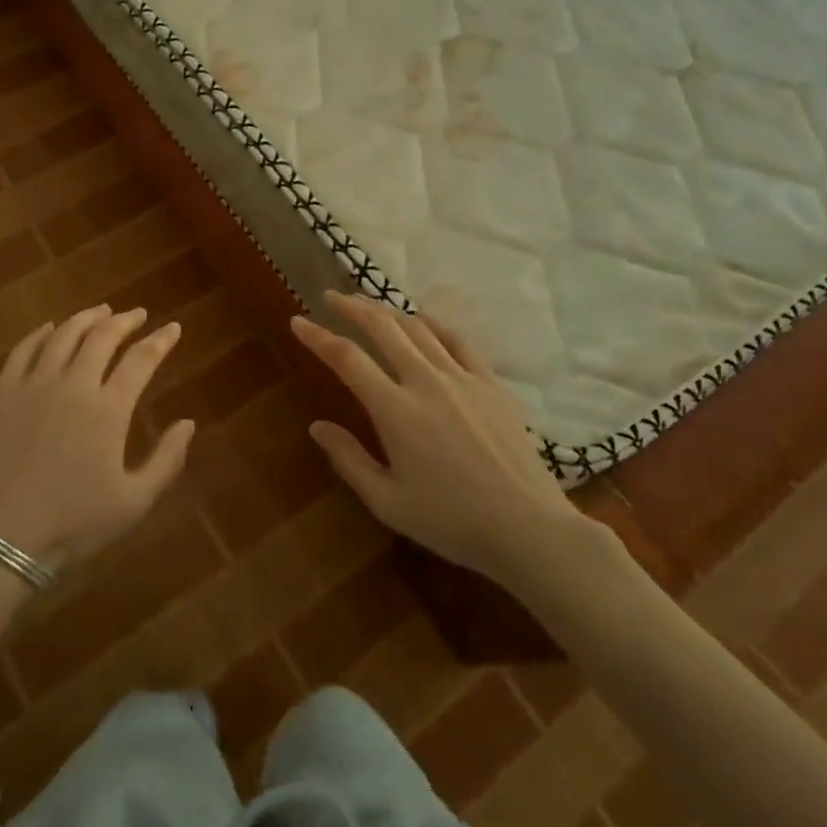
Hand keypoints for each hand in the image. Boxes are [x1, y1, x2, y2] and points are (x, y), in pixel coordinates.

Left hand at [0, 305, 189, 570]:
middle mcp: (74, 384)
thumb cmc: (75, 523)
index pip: (141, 359)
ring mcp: (35, 385)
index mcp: (109, 409)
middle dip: (125, 320)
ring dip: (86, 318)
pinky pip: (23, 350)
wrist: (3, 537)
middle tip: (137, 314)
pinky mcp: (4, 393)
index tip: (173, 328)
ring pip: (64, 335)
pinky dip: (40, 333)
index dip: (161, 340)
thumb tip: (189, 423)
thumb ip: (167, 460)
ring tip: (101, 312)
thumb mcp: (134, 502)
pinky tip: (50, 328)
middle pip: (102, 336)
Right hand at [291, 292, 593, 587]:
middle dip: (352, 307)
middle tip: (332, 296)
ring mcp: (462, 378)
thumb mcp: (389, 502)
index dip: (318, 337)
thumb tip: (317, 427)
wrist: (528, 530)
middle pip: (382, 328)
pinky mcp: (491, 384)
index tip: (298, 321)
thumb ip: (349, 460)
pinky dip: (434, 325)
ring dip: (388, 310)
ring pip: (418, 328)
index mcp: (395, 410)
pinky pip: (458, 341)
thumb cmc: (452, 522)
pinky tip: (424, 320)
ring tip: (369, 304)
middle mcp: (426, 382)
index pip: (347, 359)